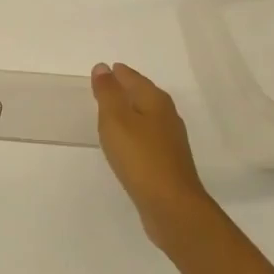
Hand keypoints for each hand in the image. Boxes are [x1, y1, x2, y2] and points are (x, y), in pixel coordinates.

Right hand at [91, 62, 215, 248]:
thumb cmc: (140, 157)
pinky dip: (134, 133)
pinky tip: (125, 143)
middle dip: (125, 89)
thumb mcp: (116, 119)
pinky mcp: (167, 162)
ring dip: (129, 112)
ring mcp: (170, 141)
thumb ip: (108, 93)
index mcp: (156, 101)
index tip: (102, 71)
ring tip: (110, 113)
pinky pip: (147, 137)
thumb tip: (103, 67)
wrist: (171, 205)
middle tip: (104, 88)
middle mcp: (167, 116)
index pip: (133, 78)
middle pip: (143, 95)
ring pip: (146, 117)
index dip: (117, 73)